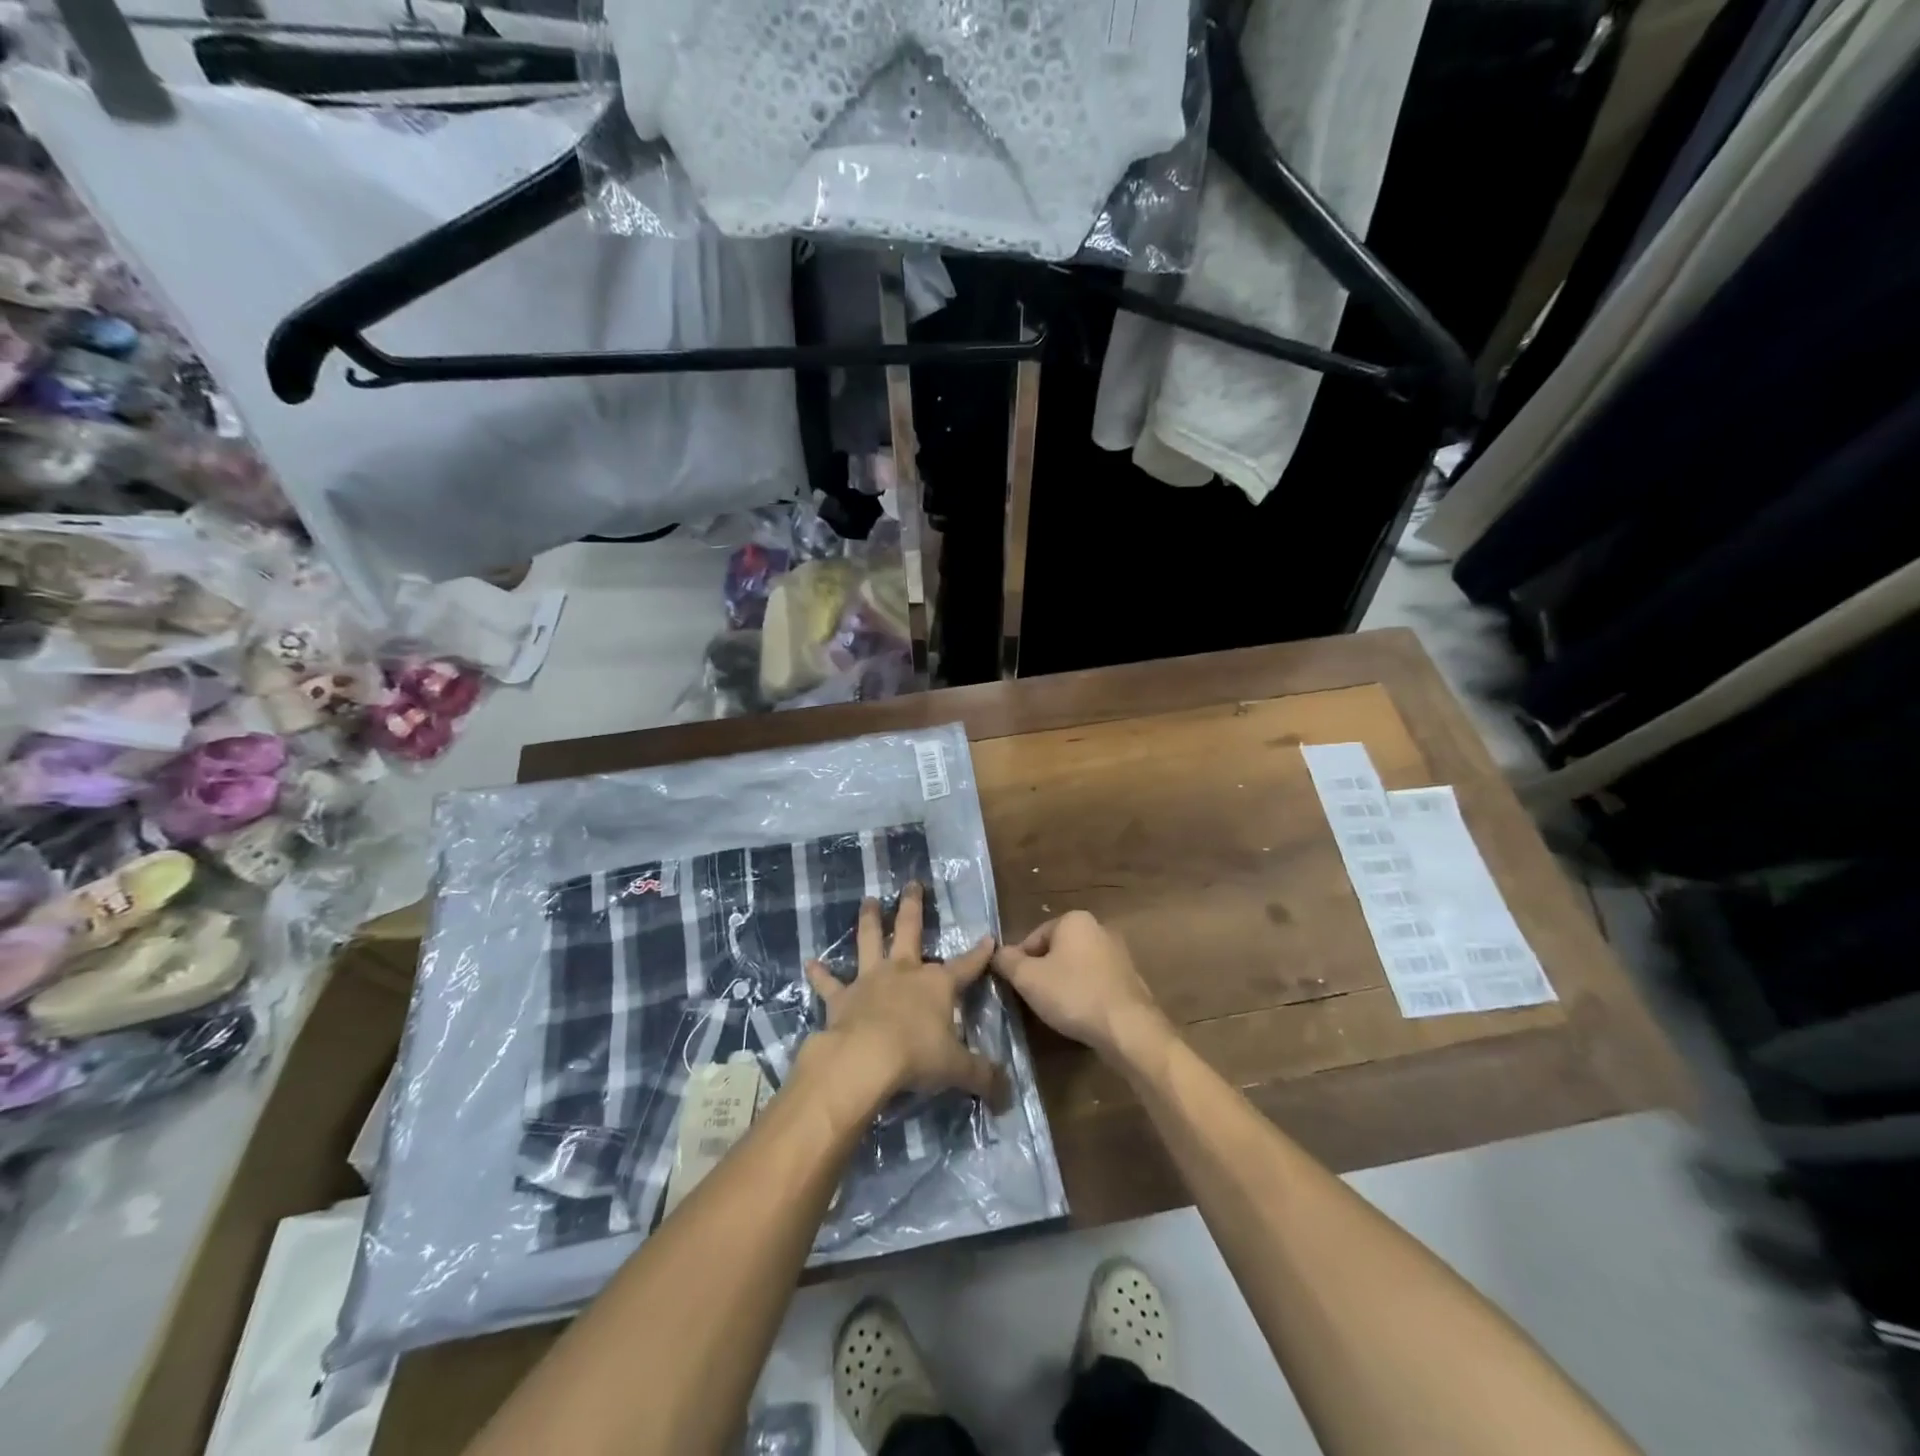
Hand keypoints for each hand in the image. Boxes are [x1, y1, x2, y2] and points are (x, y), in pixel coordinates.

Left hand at [803, 883, 1008, 1110]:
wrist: (864, 1059)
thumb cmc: (917, 1057)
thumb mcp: (958, 1069)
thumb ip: (983, 1077)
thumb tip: (1008, 1094)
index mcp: (937, 985)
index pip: (966, 966)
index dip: (979, 954)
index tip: (988, 937)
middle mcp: (904, 972)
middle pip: (910, 931)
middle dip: (913, 907)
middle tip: (911, 884)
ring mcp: (870, 981)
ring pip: (870, 941)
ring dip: (869, 920)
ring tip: (868, 900)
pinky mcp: (841, 998)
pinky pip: (828, 983)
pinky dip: (819, 974)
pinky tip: (809, 963)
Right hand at [993, 910, 1169, 1061]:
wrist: (1128, 1028)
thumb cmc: (1073, 994)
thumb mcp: (1028, 978)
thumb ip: (1007, 961)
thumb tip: (997, 953)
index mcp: (1074, 920)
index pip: (1033, 938)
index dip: (1019, 963)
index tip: (1015, 987)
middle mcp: (1098, 928)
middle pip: (1055, 950)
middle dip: (1042, 973)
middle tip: (1033, 999)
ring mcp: (1117, 953)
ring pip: (1075, 966)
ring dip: (1062, 984)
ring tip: (1055, 1010)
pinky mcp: (1129, 978)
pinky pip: (1094, 981)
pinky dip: (1083, 993)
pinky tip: (1079, 1014)